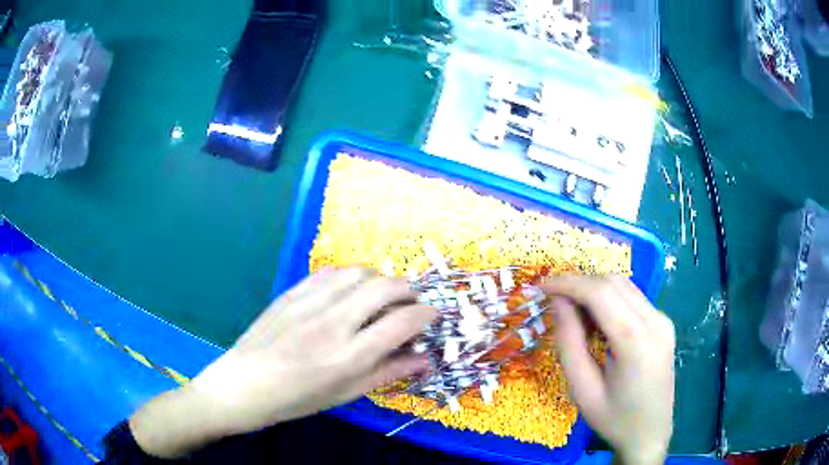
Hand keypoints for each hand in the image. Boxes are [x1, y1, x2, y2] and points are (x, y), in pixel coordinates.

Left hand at [130, 268, 436, 457]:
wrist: (243, 385)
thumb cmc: (297, 399)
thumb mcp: (345, 394)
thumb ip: (388, 372)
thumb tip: (425, 359)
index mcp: (348, 357)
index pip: (402, 322)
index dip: (427, 314)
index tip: (434, 314)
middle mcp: (333, 323)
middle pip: (384, 287)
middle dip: (409, 291)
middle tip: (410, 304)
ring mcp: (309, 303)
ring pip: (358, 272)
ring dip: (379, 279)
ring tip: (380, 297)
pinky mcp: (291, 293)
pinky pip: (329, 272)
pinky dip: (350, 277)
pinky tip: (349, 291)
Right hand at [542, 275, 674, 464]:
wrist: (650, 433)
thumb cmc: (614, 419)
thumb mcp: (582, 389)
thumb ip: (569, 343)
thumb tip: (558, 302)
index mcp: (636, 341)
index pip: (600, 292)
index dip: (568, 283)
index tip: (542, 287)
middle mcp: (655, 321)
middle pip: (613, 282)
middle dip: (579, 283)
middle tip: (553, 300)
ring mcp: (663, 320)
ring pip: (624, 286)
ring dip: (594, 289)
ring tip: (572, 311)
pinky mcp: (663, 323)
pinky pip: (633, 298)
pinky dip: (609, 299)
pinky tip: (597, 320)